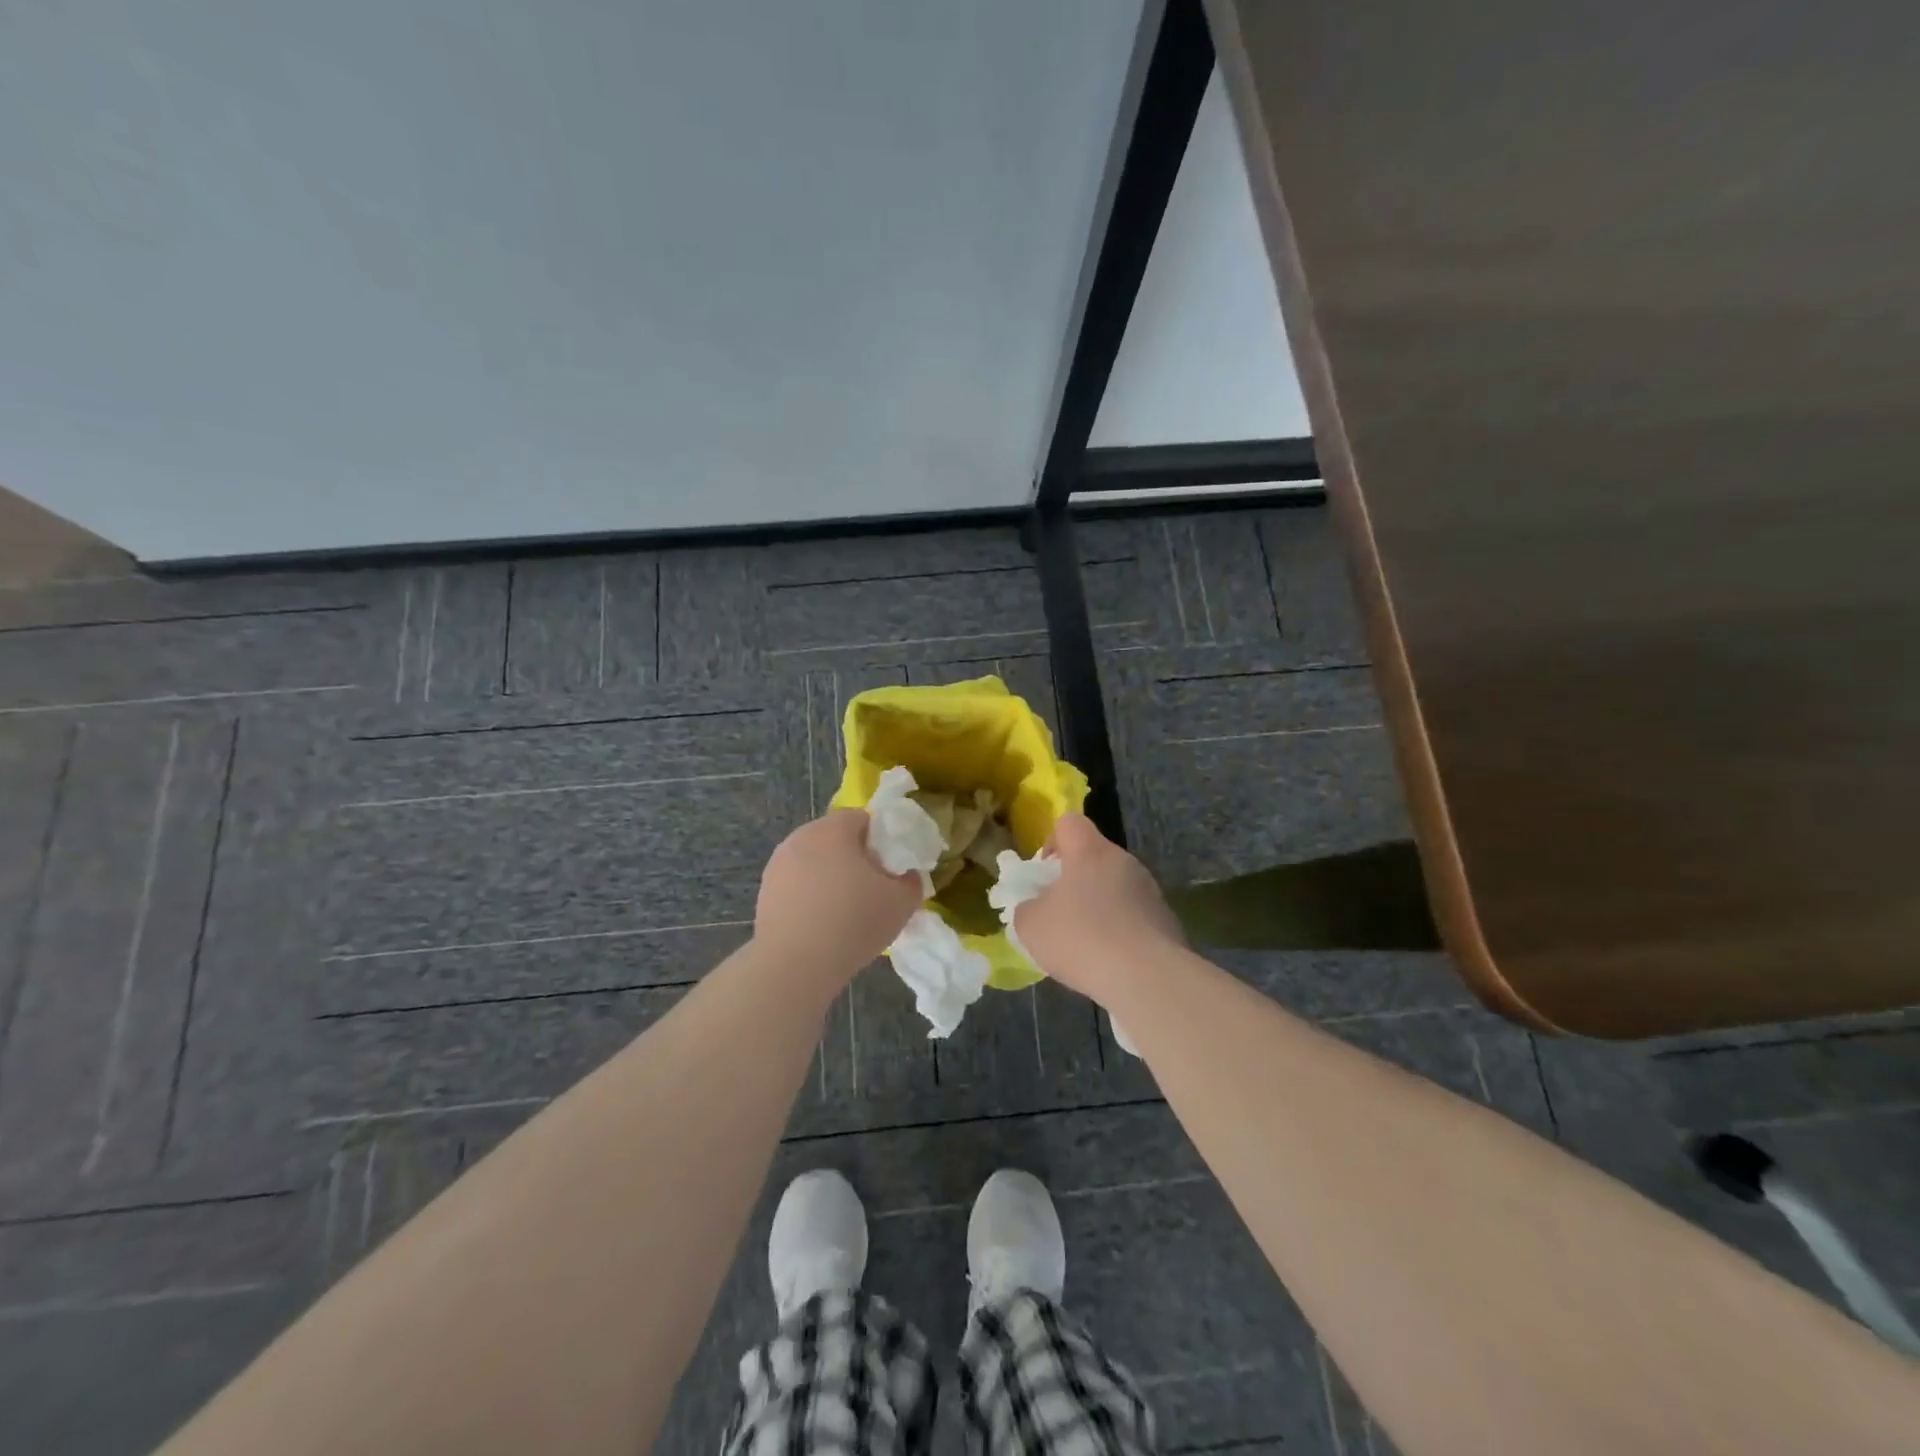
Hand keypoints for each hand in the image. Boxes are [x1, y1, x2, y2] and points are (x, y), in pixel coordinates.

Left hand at [755, 810, 922, 984]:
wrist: (794, 965)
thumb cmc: (853, 923)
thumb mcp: (902, 902)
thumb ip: (912, 880)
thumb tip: (905, 875)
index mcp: (833, 829)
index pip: (862, 818)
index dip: (880, 840)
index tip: (888, 869)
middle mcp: (801, 837)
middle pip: (835, 837)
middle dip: (854, 857)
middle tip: (871, 889)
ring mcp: (778, 864)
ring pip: (814, 860)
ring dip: (830, 876)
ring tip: (844, 910)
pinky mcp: (765, 890)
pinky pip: (797, 883)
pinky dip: (810, 895)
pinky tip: (820, 923)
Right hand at [1012, 813, 1182, 1001]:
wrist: (1148, 978)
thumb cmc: (1082, 939)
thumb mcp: (1031, 926)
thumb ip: (1026, 908)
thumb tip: (1034, 907)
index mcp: (1090, 851)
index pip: (1069, 822)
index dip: (1051, 842)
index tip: (1044, 875)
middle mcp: (1124, 861)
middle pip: (1093, 856)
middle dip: (1074, 879)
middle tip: (1058, 912)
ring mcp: (1149, 890)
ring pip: (1114, 886)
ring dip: (1098, 905)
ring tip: (1084, 943)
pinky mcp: (1165, 919)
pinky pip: (1133, 914)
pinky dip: (1119, 929)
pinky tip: (1110, 960)